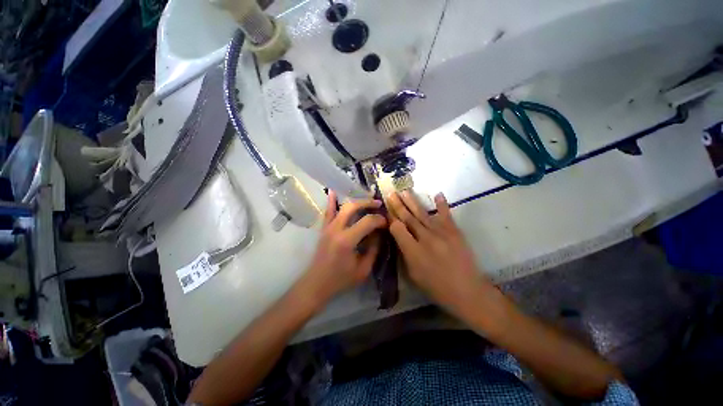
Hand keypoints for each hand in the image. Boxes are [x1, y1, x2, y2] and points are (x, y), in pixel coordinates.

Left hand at [303, 191, 386, 305]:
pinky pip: (328, 211)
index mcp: (347, 241)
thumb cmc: (340, 279)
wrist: (316, 283)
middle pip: (353, 207)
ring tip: (367, 200)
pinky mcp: (324, 228)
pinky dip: (331, 201)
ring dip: (356, 201)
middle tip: (378, 204)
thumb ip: (373, 250)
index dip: (379, 220)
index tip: (386, 222)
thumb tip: (379, 234)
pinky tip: (333, 191)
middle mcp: (336, 229)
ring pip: (342, 206)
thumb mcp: (363, 269)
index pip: (367, 222)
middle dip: (368, 203)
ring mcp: (328, 227)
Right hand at [387, 191, 493, 313]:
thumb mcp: (413, 274)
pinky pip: (446, 215)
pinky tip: (437, 194)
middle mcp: (425, 238)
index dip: (391, 219)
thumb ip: (405, 253)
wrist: (467, 291)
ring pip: (422, 213)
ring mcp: (441, 233)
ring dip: (412, 201)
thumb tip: (399, 236)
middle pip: (408, 218)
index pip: (397, 228)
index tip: (386, 212)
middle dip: (398, 205)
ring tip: (404, 191)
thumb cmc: (436, 287)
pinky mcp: (454, 231)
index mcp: (413, 251)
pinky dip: (442, 204)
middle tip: (391, 194)